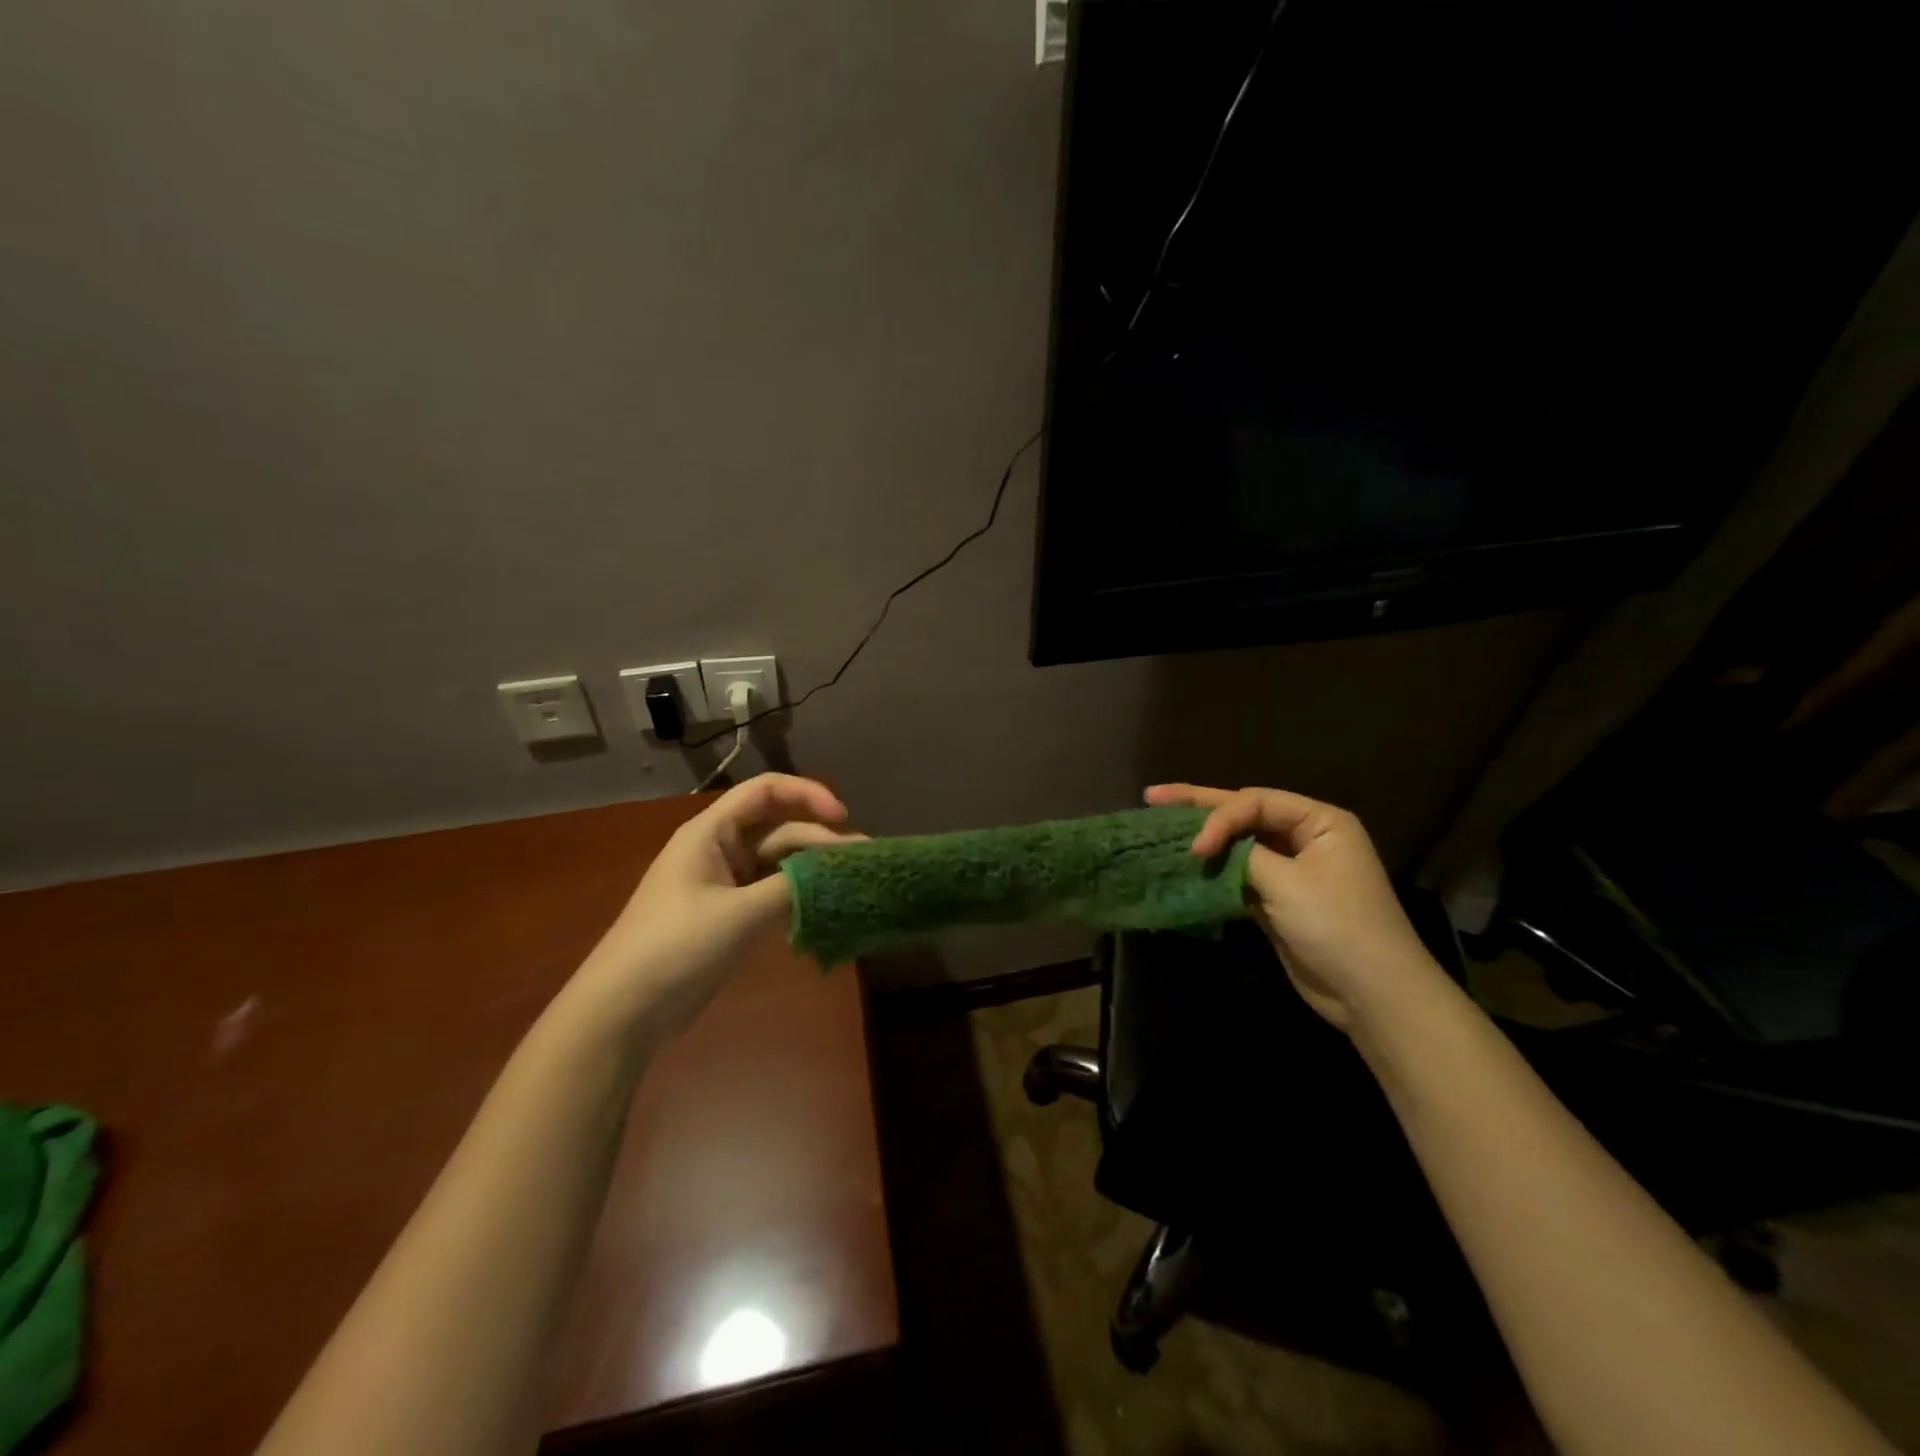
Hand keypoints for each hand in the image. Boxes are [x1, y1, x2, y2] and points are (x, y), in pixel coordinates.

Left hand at [572, 774, 862, 1035]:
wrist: (623, 1010)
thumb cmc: (675, 947)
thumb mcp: (738, 914)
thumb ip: (791, 888)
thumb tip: (836, 875)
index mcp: (712, 832)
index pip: (765, 791)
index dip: (807, 794)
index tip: (842, 817)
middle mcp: (720, 849)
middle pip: (779, 829)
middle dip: (821, 839)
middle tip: (865, 860)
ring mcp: (725, 884)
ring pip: (780, 863)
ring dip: (814, 869)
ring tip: (855, 882)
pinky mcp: (731, 915)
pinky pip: (774, 892)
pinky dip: (800, 896)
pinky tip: (828, 907)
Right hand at [1145, 783, 1448, 1033]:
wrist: (1371, 993)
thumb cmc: (1336, 925)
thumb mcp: (1287, 882)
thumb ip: (1242, 855)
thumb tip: (1205, 849)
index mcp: (1319, 822)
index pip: (1255, 802)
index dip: (1219, 818)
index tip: (1195, 848)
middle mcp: (1305, 838)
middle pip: (1244, 814)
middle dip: (1198, 806)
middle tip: (1152, 796)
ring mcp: (1290, 870)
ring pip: (1237, 845)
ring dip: (1203, 840)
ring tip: (1159, 826)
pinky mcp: (1277, 900)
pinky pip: (1237, 875)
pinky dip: (1211, 872)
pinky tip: (1182, 866)